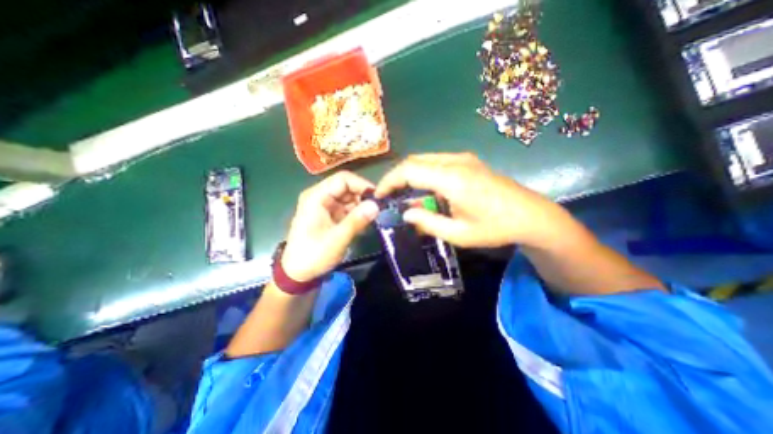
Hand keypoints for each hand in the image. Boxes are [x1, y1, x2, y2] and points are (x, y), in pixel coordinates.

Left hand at [284, 172, 378, 281]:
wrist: (298, 274)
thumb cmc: (313, 256)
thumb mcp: (337, 239)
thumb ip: (357, 220)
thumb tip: (377, 205)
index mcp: (317, 197)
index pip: (343, 179)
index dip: (362, 185)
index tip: (378, 197)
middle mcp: (320, 197)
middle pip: (347, 187)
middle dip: (363, 196)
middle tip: (378, 209)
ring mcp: (325, 206)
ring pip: (349, 198)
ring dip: (362, 206)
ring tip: (373, 218)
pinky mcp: (330, 216)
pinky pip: (347, 208)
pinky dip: (357, 214)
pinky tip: (364, 223)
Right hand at [374, 152, 565, 247]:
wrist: (531, 215)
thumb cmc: (495, 228)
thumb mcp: (459, 234)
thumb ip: (428, 222)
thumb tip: (405, 213)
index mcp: (452, 179)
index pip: (409, 170)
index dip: (389, 180)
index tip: (379, 194)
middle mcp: (456, 161)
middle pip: (414, 160)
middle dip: (396, 176)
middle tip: (388, 195)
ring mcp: (463, 158)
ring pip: (424, 159)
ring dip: (409, 174)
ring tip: (403, 194)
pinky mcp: (468, 161)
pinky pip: (436, 162)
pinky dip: (423, 173)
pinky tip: (424, 189)